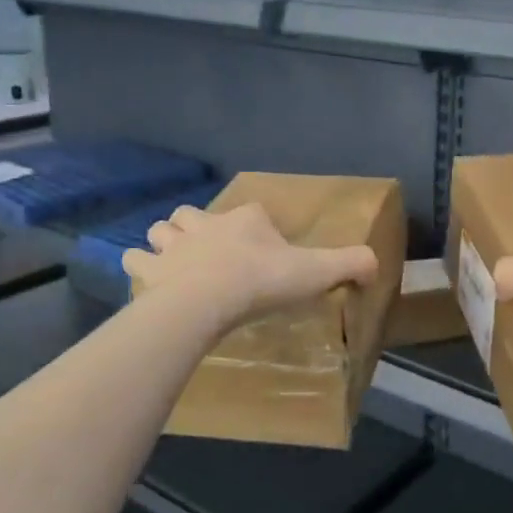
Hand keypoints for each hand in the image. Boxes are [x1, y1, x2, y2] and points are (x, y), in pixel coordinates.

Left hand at [122, 201, 378, 329]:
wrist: (209, 300)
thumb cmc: (263, 281)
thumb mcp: (317, 271)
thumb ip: (351, 264)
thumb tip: (376, 264)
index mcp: (247, 219)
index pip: (251, 213)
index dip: (255, 227)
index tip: (263, 251)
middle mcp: (206, 223)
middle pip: (194, 214)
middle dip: (197, 226)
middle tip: (207, 249)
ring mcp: (174, 245)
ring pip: (161, 230)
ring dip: (166, 241)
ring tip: (175, 261)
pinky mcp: (150, 270)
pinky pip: (136, 260)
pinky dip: (140, 266)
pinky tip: (148, 279)